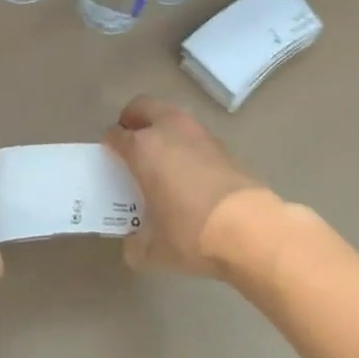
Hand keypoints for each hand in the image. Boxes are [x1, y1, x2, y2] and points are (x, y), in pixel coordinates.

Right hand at [103, 96, 271, 278]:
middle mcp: (168, 129)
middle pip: (143, 107)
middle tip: (130, 142)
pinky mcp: (221, 142)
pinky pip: (192, 132)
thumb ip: (136, 244)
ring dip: (161, 126)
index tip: (109, 157)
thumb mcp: (154, 250)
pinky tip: (186, 168)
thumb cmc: (191, 234)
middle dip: (133, 120)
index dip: (109, 145)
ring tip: (159, 155)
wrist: (249, 228)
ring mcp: (197, 132)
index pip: (116, 136)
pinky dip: (184, 141)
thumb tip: (133, 243)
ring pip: (170, 114)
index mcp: (143, 148)